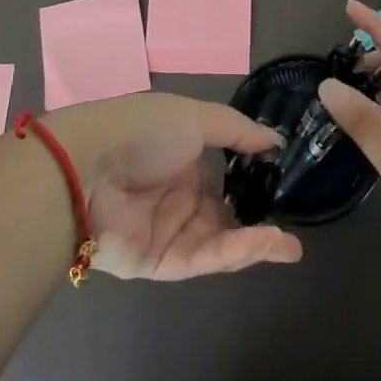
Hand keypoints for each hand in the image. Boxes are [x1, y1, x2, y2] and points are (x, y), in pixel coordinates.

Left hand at [50, 93, 303, 280]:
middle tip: (294, 226)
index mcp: (181, 155)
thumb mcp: (194, 117)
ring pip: (220, 240)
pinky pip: (205, 258)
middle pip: (225, 212)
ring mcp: (169, 230)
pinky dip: (237, 252)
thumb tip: (275, 138)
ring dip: (256, 242)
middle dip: (258, 219)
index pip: (224, 174)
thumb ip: (237, 131)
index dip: (253, 180)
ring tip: (290, 245)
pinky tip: (267, 243)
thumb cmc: (143, 131)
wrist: (86, 168)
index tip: (284, 184)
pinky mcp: (160, 262)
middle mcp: (177, 193)